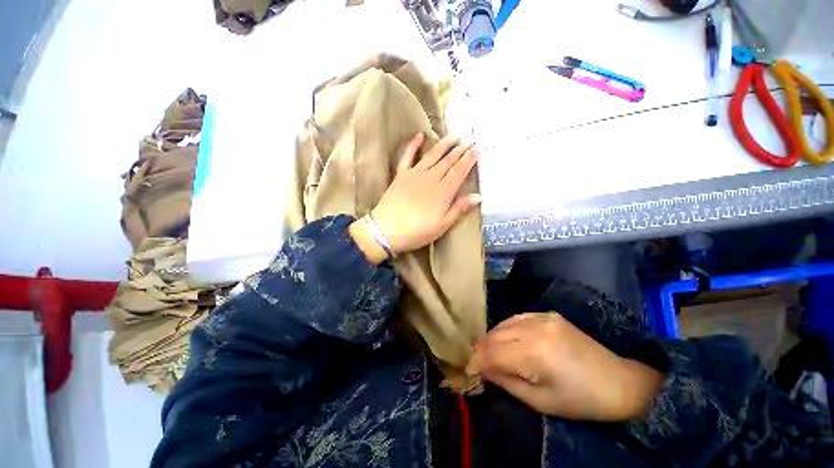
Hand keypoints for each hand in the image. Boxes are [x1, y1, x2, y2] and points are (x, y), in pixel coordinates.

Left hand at [350, 133, 480, 263]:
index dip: (469, 159)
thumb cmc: (417, 232)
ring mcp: (414, 174)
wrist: (387, 231)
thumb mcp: (442, 225)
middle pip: (448, 161)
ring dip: (444, 144)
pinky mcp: (401, 175)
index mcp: (442, 192)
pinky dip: (413, 145)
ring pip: (432, 155)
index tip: (477, 149)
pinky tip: (420, 135)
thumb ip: (459, 209)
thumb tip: (478, 196)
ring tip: (454, 136)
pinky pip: (407, 156)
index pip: (459, 171)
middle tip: (470, 139)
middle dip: (460, 149)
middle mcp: (430, 178)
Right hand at [466, 313, 663, 421]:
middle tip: (477, 363)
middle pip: (495, 335)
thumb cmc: (579, 400)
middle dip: (481, 349)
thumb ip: (506, 382)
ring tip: (489, 352)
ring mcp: (541, 317)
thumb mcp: (539, 401)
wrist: (618, 382)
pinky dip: (506, 328)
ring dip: (492, 338)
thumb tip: (482, 370)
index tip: (468, 371)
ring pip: (503, 324)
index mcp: (535, 353)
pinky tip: (505, 338)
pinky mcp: (547, 314)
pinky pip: (516, 318)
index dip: (476, 361)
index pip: (492, 352)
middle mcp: (534, 328)